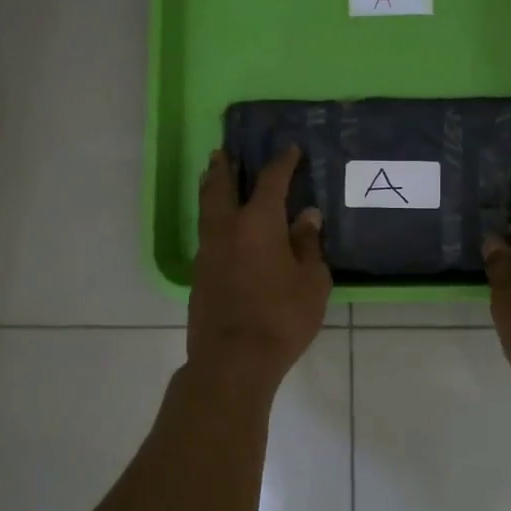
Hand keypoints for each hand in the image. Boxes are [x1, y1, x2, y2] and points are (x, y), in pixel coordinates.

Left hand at [188, 145, 331, 392]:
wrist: (233, 359)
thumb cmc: (281, 318)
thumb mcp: (311, 282)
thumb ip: (308, 245)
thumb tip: (307, 216)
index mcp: (258, 223)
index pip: (271, 181)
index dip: (281, 163)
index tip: (289, 150)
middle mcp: (227, 229)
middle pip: (221, 187)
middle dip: (225, 166)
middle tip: (224, 151)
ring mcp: (208, 251)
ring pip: (207, 209)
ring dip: (212, 189)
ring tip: (214, 177)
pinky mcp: (199, 274)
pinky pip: (206, 233)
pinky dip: (212, 219)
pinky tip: (221, 227)